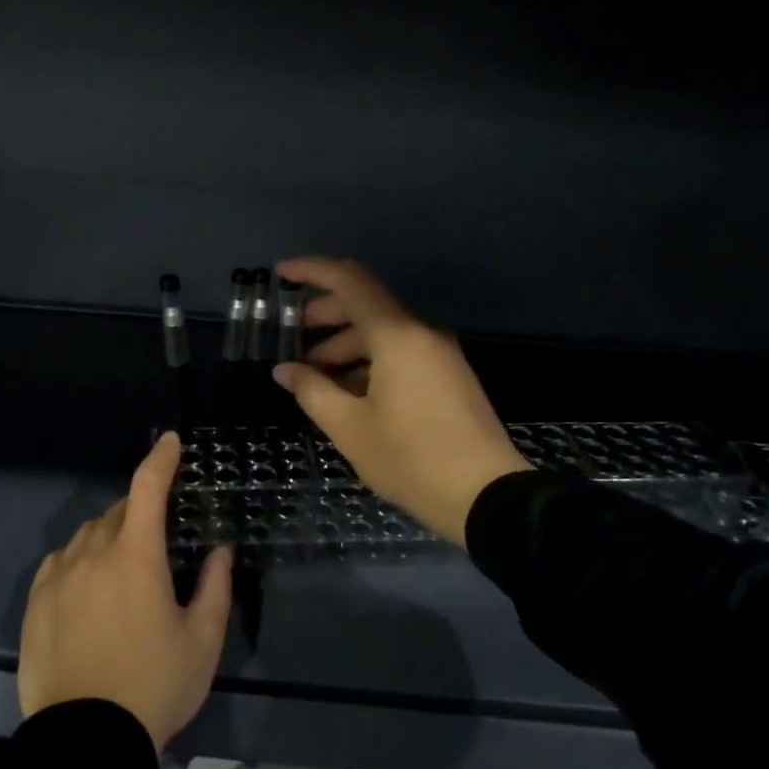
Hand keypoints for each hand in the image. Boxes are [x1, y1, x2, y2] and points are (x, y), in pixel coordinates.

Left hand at [18, 432, 234, 750]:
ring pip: (87, 535)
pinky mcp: (35, 604)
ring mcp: (57, 579)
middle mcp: (92, 556)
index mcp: (136, 558)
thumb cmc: (155, 686)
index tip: (171, 441)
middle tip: (159, 534)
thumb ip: (215, 587)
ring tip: (125, 566)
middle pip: (118, 512)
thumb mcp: (202, 641)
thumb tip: (220, 550)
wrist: (86, 742)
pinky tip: (87, 582)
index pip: (148, 489)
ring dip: (110, 534)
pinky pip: (59, 562)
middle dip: (141, 510)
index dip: (162, 459)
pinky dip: (79, 558)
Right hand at [272, 256, 532, 546]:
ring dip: (345, 346)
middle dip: (325, 316)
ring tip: (315, 376)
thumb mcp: (350, 428)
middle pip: (367, 306)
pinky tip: (348, 392)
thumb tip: (285, 370)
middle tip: (292, 338)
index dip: (313, 271)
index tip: (281, 273)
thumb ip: (312, 391)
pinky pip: (402, 355)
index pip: (351, 282)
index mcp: (398, 336)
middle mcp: (422, 334)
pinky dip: (370, 363)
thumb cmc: (410, 459)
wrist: (486, 497)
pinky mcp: (449, 378)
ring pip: (384, 334)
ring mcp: (440, 356)